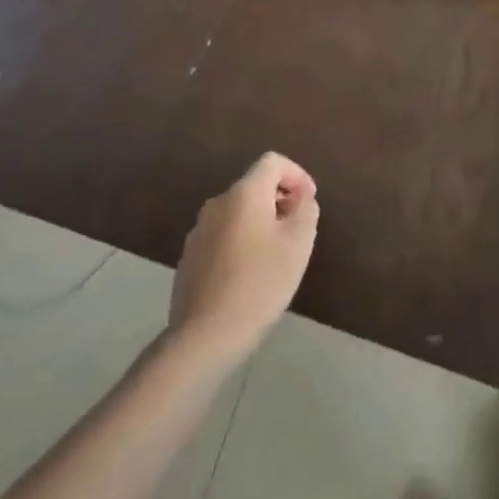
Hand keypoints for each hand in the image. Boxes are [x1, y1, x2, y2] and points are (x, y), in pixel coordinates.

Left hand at [171, 153, 318, 362]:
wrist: (205, 336)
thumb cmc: (260, 283)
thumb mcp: (298, 244)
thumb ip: (306, 210)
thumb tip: (301, 198)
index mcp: (244, 194)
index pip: (273, 162)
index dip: (297, 175)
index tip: (309, 201)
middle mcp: (218, 203)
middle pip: (254, 186)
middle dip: (280, 199)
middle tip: (298, 228)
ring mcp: (199, 231)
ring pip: (238, 212)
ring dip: (261, 221)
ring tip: (277, 253)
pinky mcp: (190, 257)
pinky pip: (223, 235)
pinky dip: (242, 240)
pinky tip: (251, 274)